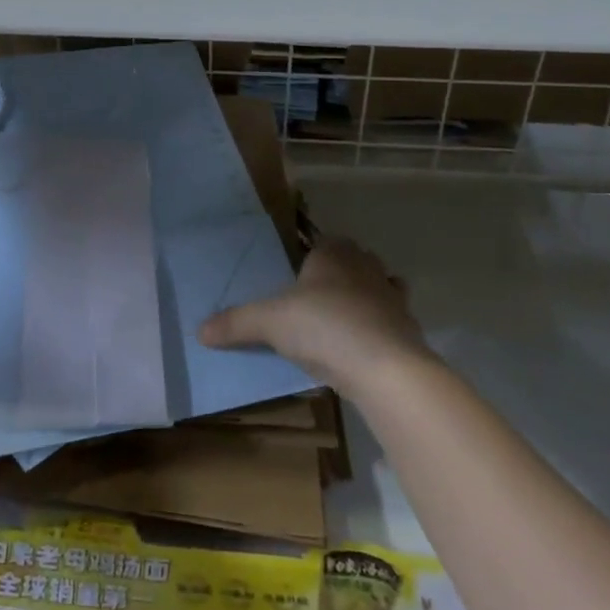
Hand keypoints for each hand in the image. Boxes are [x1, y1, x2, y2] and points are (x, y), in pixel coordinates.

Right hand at [198, 234, 428, 394]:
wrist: (385, 368)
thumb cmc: (324, 327)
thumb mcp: (270, 323)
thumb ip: (236, 323)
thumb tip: (200, 331)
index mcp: (333, 253)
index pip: (323, 242)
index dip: (312, 256)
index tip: (298, 278)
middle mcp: (366, 266)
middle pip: (352, 261)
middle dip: (338, 276)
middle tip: (315, 301)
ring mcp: (392, 296)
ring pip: (378, 287)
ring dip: (365, 300)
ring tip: (341, 324)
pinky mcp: (409, 328)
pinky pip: (392, 321)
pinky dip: (381, 329)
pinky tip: (364, 349)